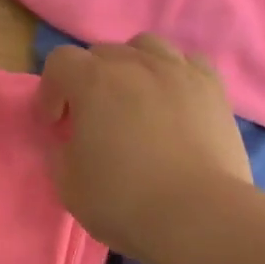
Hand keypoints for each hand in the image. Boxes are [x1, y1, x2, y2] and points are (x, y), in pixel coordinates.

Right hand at [37, 35, 251, 263]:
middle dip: (89, 81)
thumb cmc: (124, 200)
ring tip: (136, 100)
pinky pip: (188, 63)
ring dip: (133, 67)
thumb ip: (61, 152)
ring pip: (147, 47)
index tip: (56, 124)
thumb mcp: (68, 184)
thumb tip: (71, 140)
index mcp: (94, 81)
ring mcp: (179, 72)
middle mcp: (136, 64)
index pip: (60, 62)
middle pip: (103, 53)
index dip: (51, 90)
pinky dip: (174, 75)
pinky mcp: (213, 89)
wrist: (199, 216)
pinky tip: (174, 102)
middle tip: (93, 119)